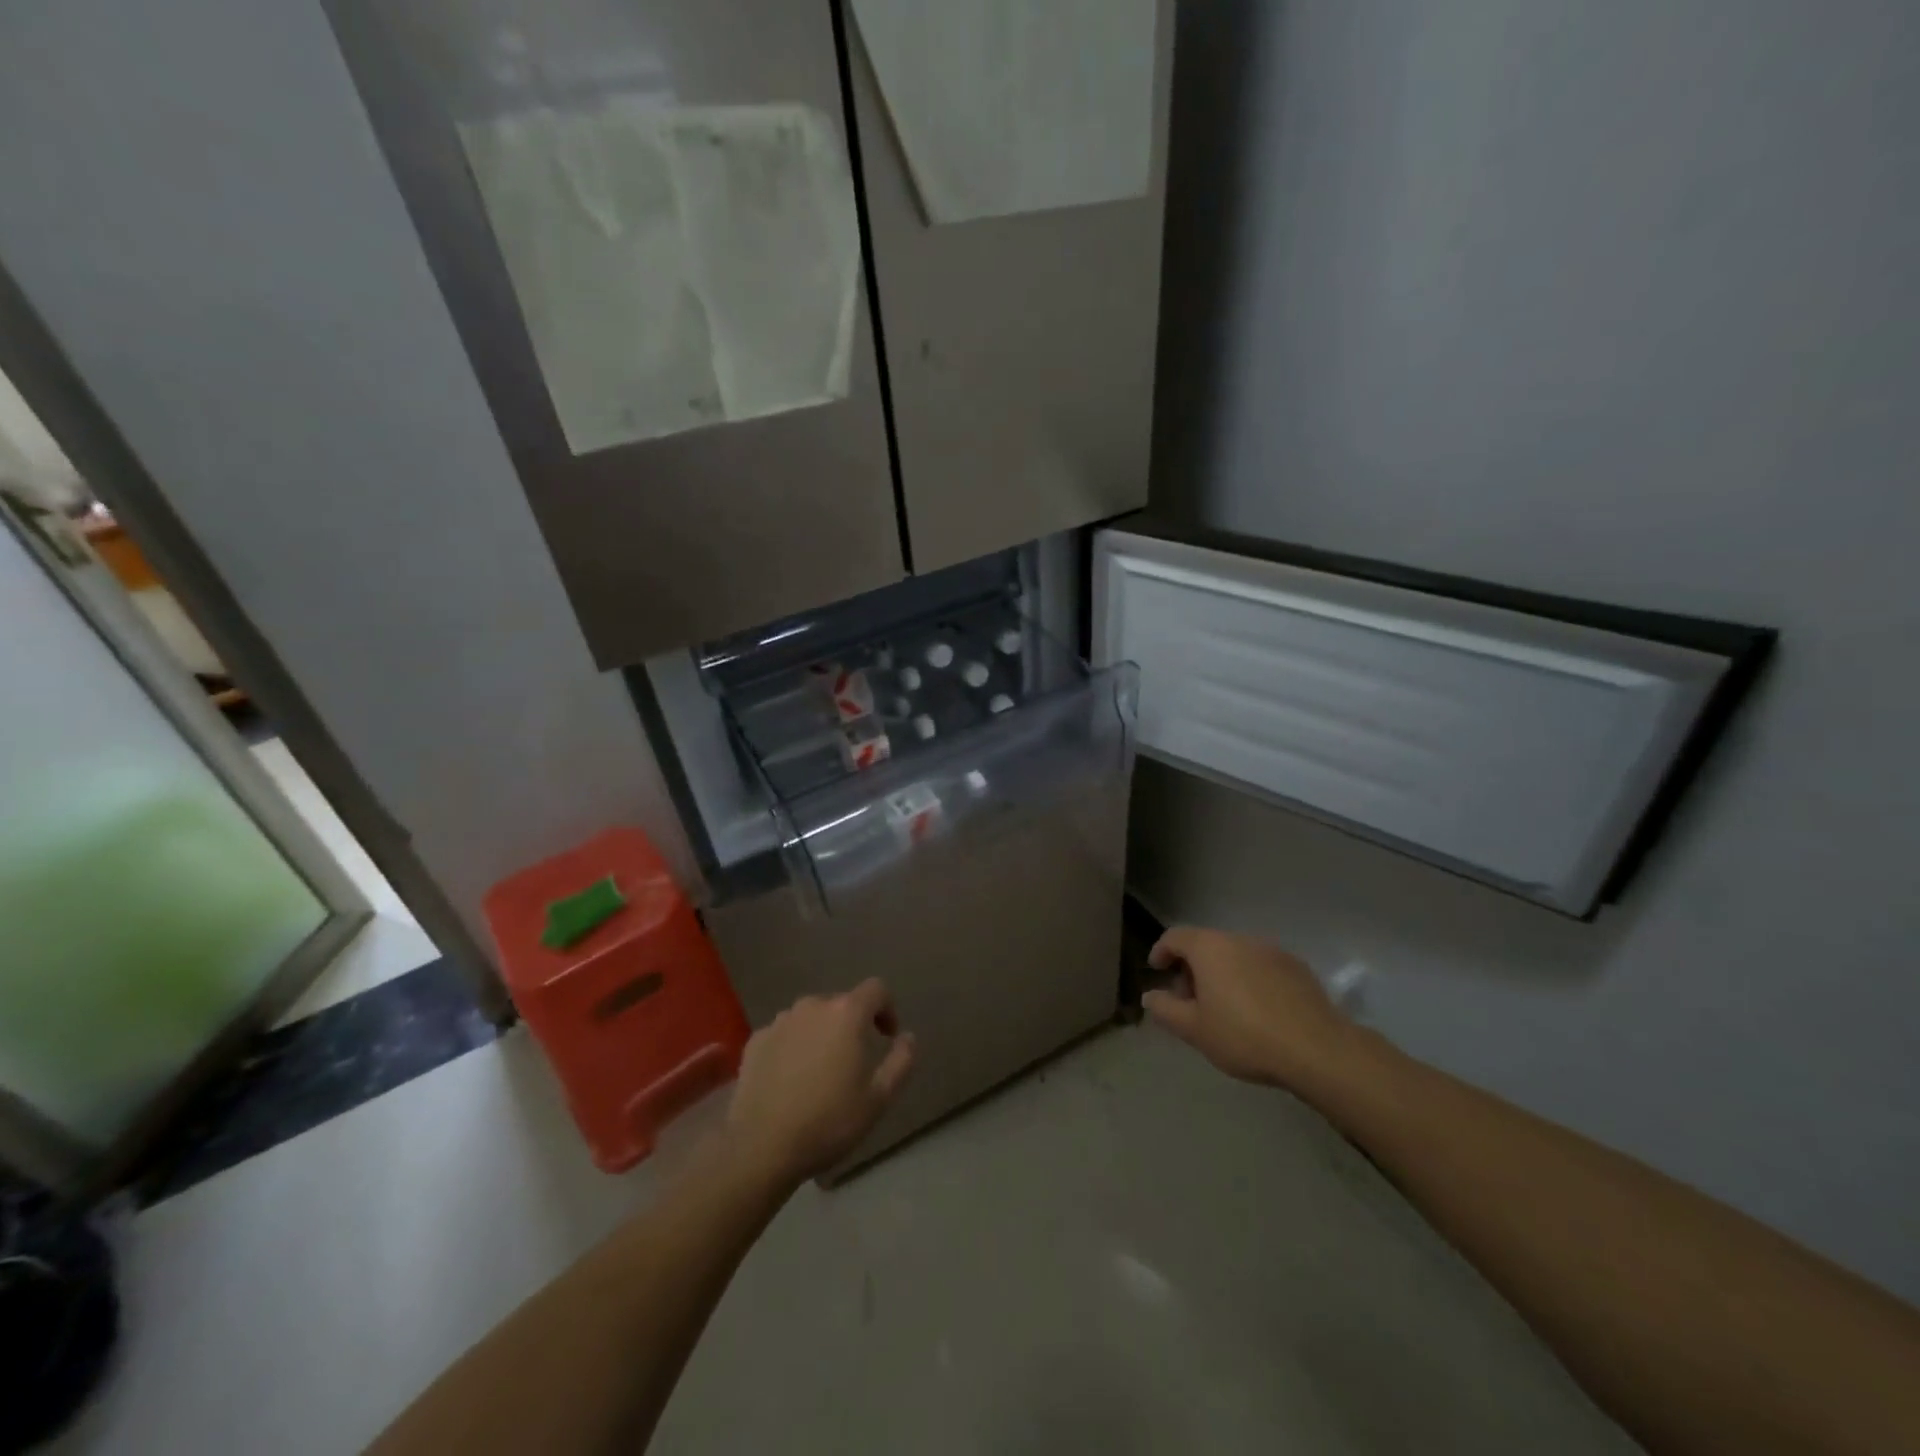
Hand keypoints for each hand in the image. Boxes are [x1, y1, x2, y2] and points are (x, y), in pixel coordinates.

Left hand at [724, 980, 915, 1186]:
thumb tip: (907, 1037)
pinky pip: (785, 1034)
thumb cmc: (829, 1121)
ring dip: (822, 1034)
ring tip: (821, 1071)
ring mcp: (781, 1021)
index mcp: (847, 1013)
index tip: (887, 1037)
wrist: (762, 1147)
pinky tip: (791, 1079)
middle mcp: (813, 1006)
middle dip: (853, 1025)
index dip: (887, 1009)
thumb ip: (901, 1061)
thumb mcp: (879, 1098)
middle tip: (854, 1062)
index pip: (876, 989)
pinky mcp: (756, 1040)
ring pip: (811, 1017)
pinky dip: (794, 1046)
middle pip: (842, 1003)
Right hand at [1141, 926, 1354, 1090]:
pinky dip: (1249, 980)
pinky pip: (1261, 967)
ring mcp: (1271, 951)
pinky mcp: (1297, 967)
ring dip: (1222, 974)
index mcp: (1209, 947)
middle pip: (1206, 945)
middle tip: (1189, 1001)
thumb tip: (1150, 996)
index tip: (1157, 971)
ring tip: (1223, 1009)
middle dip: (1192, 968)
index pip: (1175, 936)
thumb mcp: (1194, 1030)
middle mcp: (1239, 939)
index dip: (1161, 951)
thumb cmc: (1244, 1036)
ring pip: (1235, 955)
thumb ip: (1165, 1010)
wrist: (1317, 1049)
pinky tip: (1256, 1012)